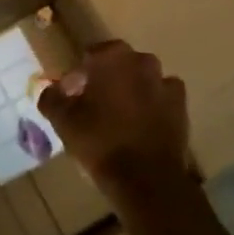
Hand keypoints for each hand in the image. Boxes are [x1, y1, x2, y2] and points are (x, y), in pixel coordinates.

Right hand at [39, 41, 191, 203]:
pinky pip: (161, 98)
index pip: (90, 56)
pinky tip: (141, 126)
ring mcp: (165, 82)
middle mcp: (141, 61)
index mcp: (111, 57)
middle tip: (92, 106)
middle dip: (104, 80)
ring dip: (130, 91)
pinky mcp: (181, 106)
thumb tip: (52, 90)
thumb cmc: (100, 141)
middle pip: (117, 65)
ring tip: (118, 118)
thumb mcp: (62, 120)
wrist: (147, 179)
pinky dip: (152, 106)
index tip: (72, 97)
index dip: (79, 76)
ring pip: (141, 80)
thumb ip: (52, 97)